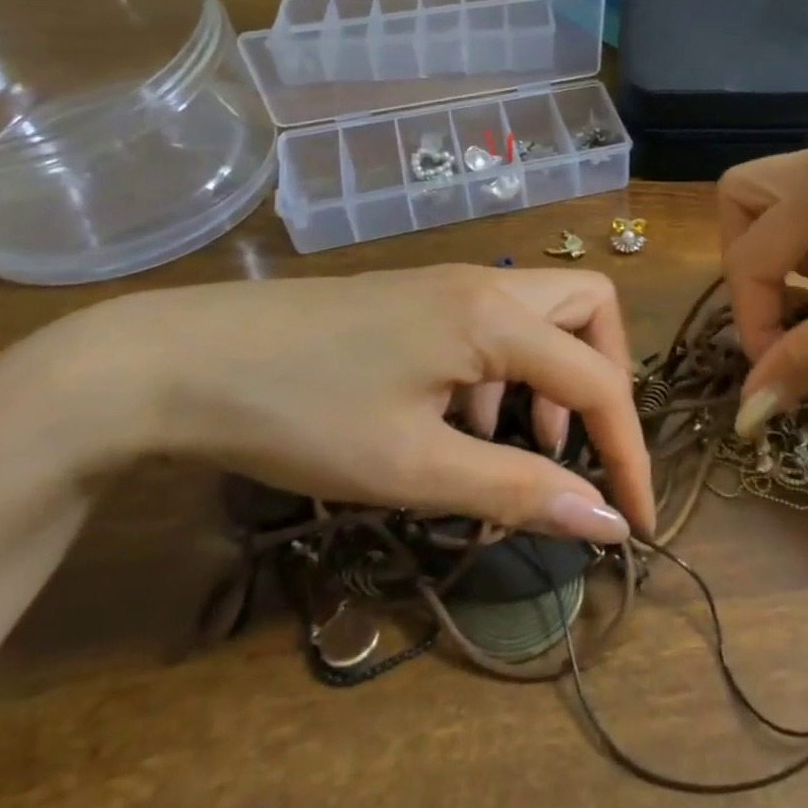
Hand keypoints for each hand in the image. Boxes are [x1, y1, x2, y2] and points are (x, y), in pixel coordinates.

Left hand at [72, 265, 652, 544]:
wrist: (173, 362)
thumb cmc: (300, 415)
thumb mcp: (413, 469)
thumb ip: (518, 490)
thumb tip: (605, 523)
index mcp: (495, 318)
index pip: (598, 380)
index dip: (629, 452)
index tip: (634, 523)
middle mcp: (486, 285)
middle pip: (589, 308)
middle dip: (603, 377)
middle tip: (577, 444)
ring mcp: (449, 284)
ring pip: (542, 314)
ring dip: (550, 375)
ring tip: (506, 441)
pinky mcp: (418, 297)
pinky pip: (493, 324)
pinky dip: (502, 371)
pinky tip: (454, 419)